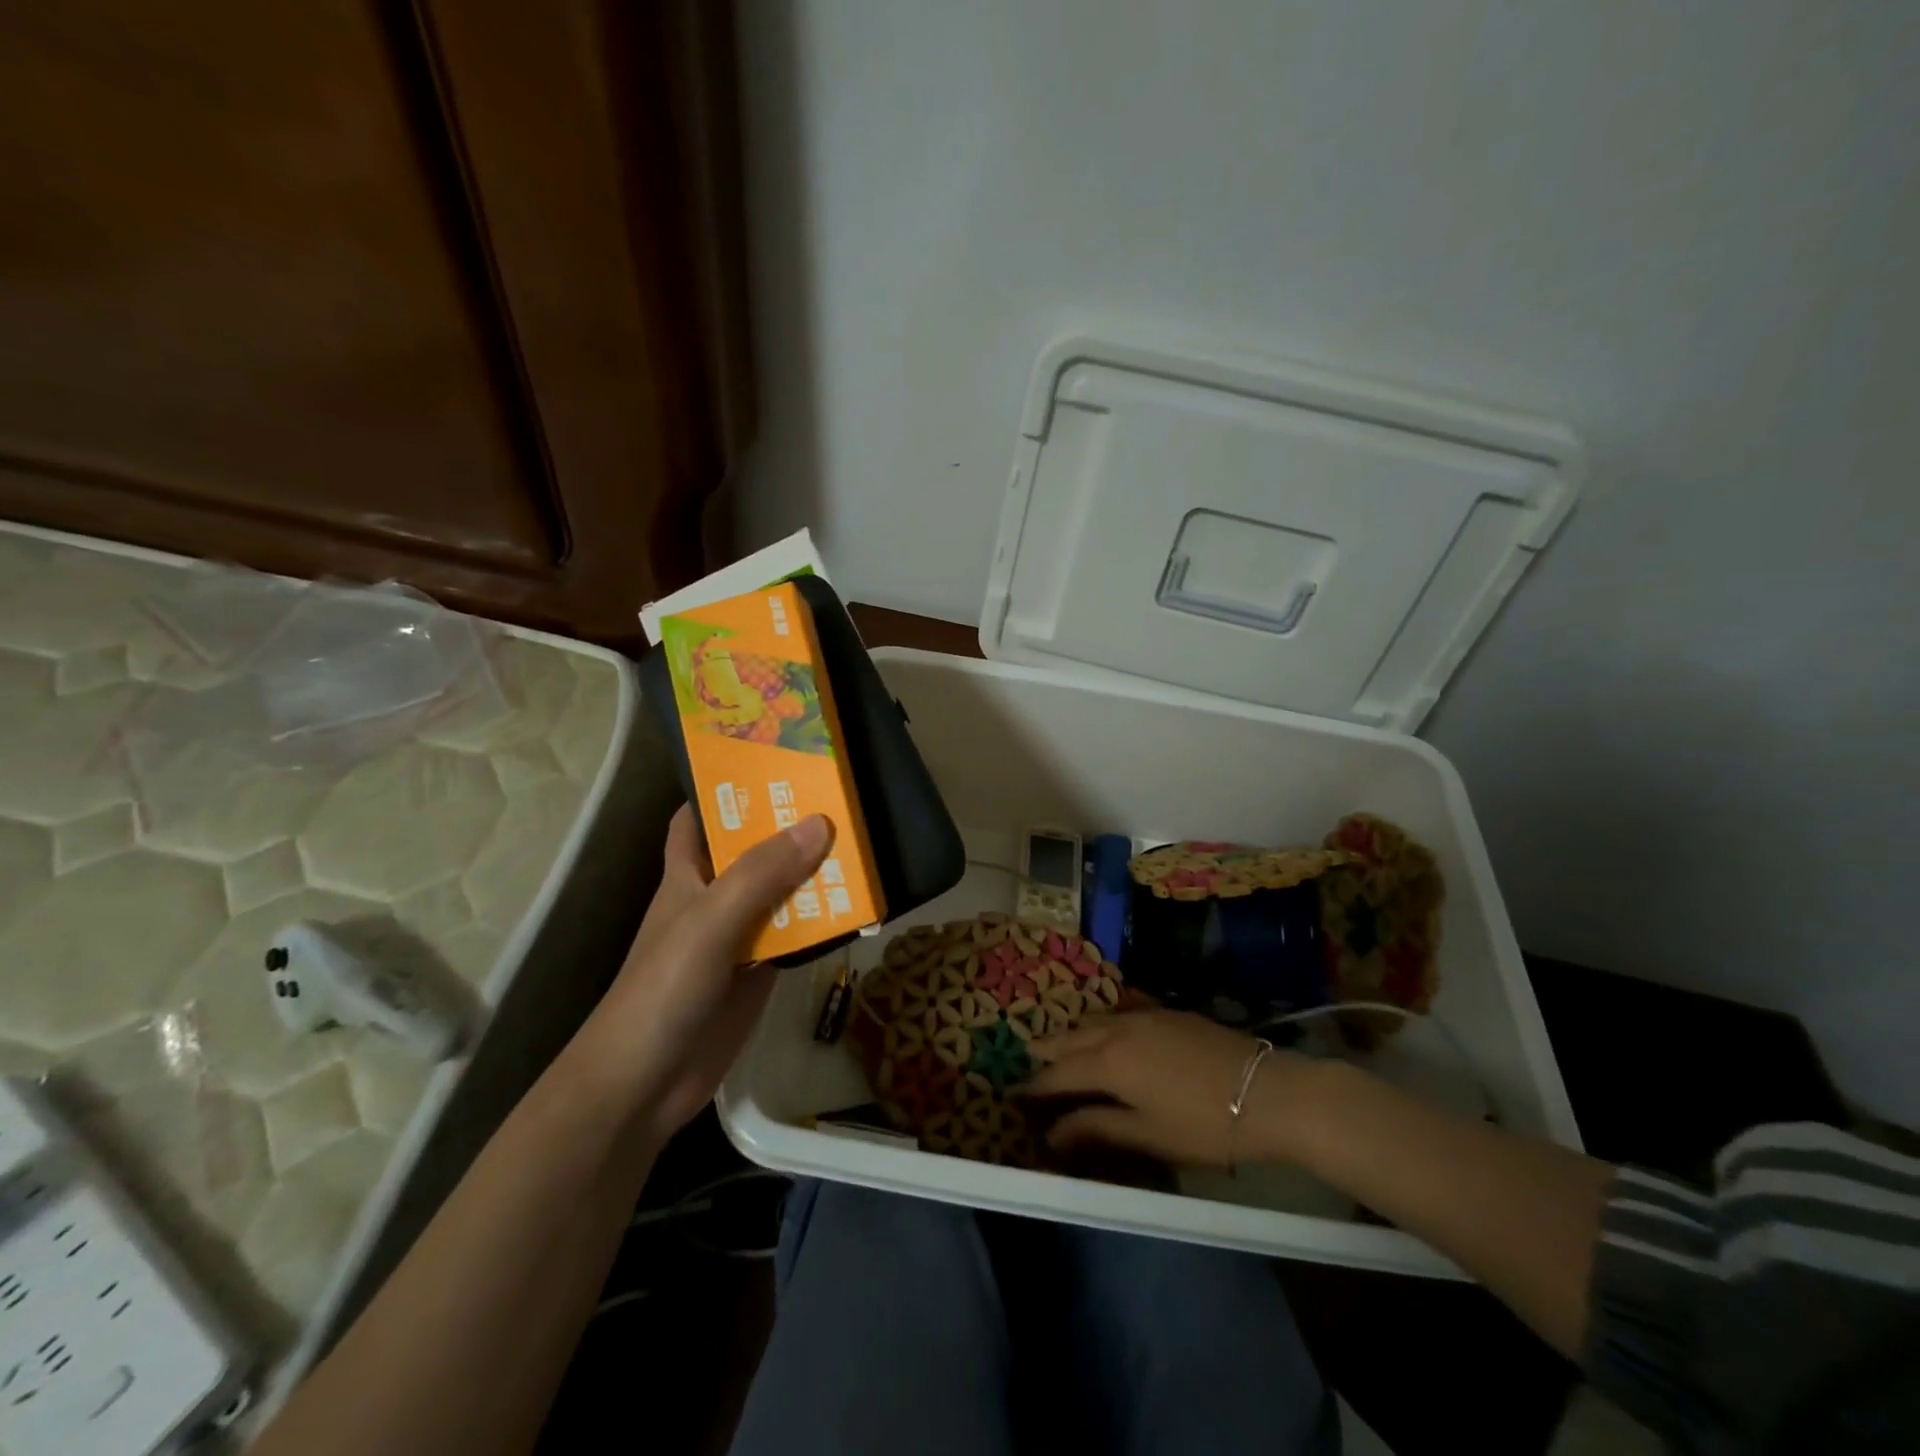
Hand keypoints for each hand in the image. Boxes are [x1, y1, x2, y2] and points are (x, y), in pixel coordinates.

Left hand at [570, 805, 831, 1148]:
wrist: (645, 1084)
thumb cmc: (663, 989)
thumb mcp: (709, 921)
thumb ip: (761, 874)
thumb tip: (819, 823)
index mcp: (686, 874)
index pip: (698, 817)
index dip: (724, 788)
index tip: (770, 764)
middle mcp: (713, 897)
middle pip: (752, 849)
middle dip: (787, 824)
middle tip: (836, 795)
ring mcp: (738, 936)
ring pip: (780, 891)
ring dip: (813, 871)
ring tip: (861, 840)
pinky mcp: (760, 971)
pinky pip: (795, 933)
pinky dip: (821, 919)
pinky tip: (856, 905)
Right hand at [1024, 1009, 1311, 1167]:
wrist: (1266, 1092)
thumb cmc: (1204, 1124)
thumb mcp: (1148, 1135)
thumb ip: (1097, 1127)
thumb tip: (1052, 1132)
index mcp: (1108, 1064)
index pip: (1059, 1073)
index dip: (1036, 1085)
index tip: (1015, 1093)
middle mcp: (1117, 1031)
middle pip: (1071, 1039)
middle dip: (1047, 1050)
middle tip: (1027, 1059)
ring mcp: (1144, 1016)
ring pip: (1094, 1020)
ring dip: (1072, 1032)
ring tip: (1059, 1042)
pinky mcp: (1167, 1012)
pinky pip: (1120, 1010)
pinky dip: (1102, 1020)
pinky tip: (1104, 1024)